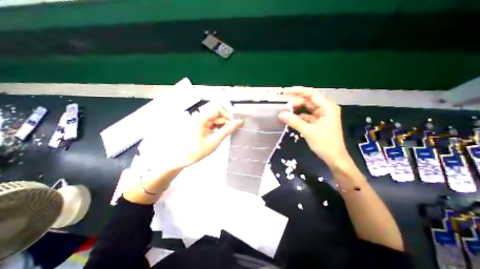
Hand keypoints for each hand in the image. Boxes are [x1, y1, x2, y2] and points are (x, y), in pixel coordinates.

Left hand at [184, 105, 243, 165]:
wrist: (181, 158)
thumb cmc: (196, 151)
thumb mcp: (214, 141)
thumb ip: (227, 130)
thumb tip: (238, 122)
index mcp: (201, 118)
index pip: (219, 110)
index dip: (229, 116)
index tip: (237, 124)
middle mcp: (199, 115)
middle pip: (217, 112)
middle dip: (226, 120)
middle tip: (233, 128)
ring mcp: (199, 119)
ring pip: (215, 117)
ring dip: (223, 123)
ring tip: (228, 131)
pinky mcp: (200, 123)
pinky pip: (212, 121)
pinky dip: (218, 125)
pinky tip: (221, 131)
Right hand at [278, 88, 348, 166]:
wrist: (334, 158)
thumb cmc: (325, 144)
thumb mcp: (308, 131)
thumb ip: (294, 122)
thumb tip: (281, 114)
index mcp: (327, 108)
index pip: (312, 94)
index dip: (299, 91)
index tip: (286, 91)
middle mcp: (325, 109)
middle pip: (309, 101)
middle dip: (296, 102)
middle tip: (283, 105)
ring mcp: (322, 116)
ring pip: (307, 109)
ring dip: (297, 109)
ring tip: (285, 111)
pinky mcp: (318, 123)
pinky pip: (307, 116)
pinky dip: (299, 117)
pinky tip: (291, 119)